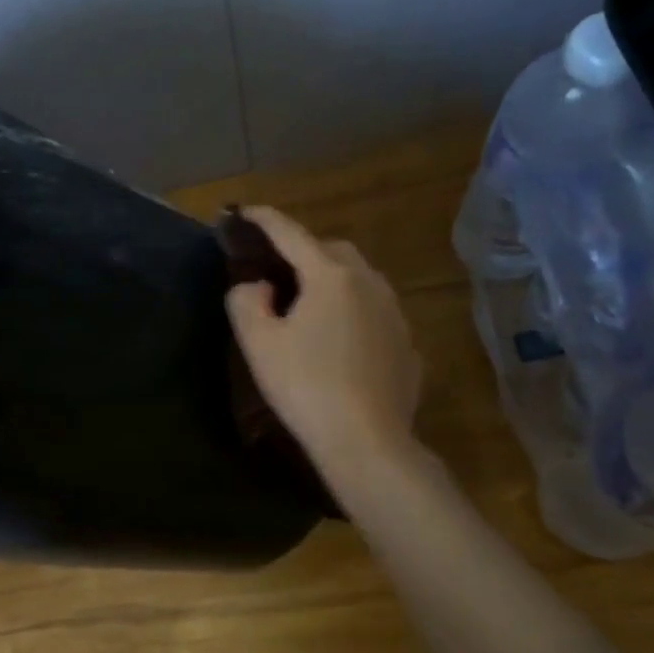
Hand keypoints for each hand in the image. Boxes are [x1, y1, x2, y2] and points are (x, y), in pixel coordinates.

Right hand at [225, 206, 423, 479]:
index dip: (265, 220)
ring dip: (333, 281)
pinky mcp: (407, 344)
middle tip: (278, 271)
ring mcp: (395, 314)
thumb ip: (246, 301)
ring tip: (310, 306)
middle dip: (305, 251)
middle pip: (333, 251)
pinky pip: (375, 312)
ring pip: (361, 279)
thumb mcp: (258, 342)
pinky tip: (339, 341)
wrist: (366, 441)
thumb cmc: (304, 386)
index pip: (291, 234)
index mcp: (330, 277)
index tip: (246, 211)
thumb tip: (258, 287)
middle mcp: (369, 284)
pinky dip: (353, 312)